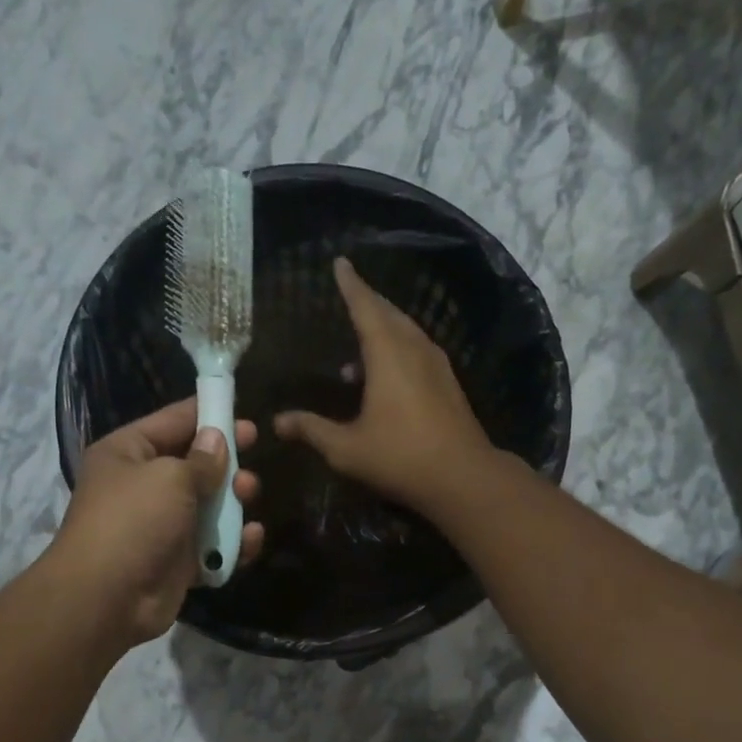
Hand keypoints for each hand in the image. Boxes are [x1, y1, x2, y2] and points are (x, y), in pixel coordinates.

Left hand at [50, 400, 263, 645]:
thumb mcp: (170, 477)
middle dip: (226, 464)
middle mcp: (143, 486)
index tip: (245, 416)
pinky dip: (232, 543)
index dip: (209, 415)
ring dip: (233, 503)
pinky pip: (212, 546)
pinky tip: (250, 539)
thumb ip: (202, 459)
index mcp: (128, 453)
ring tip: (248, 497)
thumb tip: (217, 439)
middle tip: (250, 464)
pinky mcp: (177, 562)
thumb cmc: (134, 521)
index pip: (173, 421)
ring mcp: (161, 526)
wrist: (107, 598)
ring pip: (208, 506)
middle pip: (194, 465)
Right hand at [273, 258, 495, 514]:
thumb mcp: (347, 448)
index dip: (350, 285)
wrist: (463, 478)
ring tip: (356, 352)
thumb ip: (312, 430)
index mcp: (388, 353)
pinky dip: (397, 350)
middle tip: (349, 294)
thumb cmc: (400, 457)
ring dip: (383, 330)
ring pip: (407, 333)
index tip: (341, 263)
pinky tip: (384, 378)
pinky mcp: (448, 384)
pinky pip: (417, 352)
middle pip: (389, 314)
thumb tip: (278, 422)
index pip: (365, 307)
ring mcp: (437, 366)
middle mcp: (415, 349)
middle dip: (368, 302)